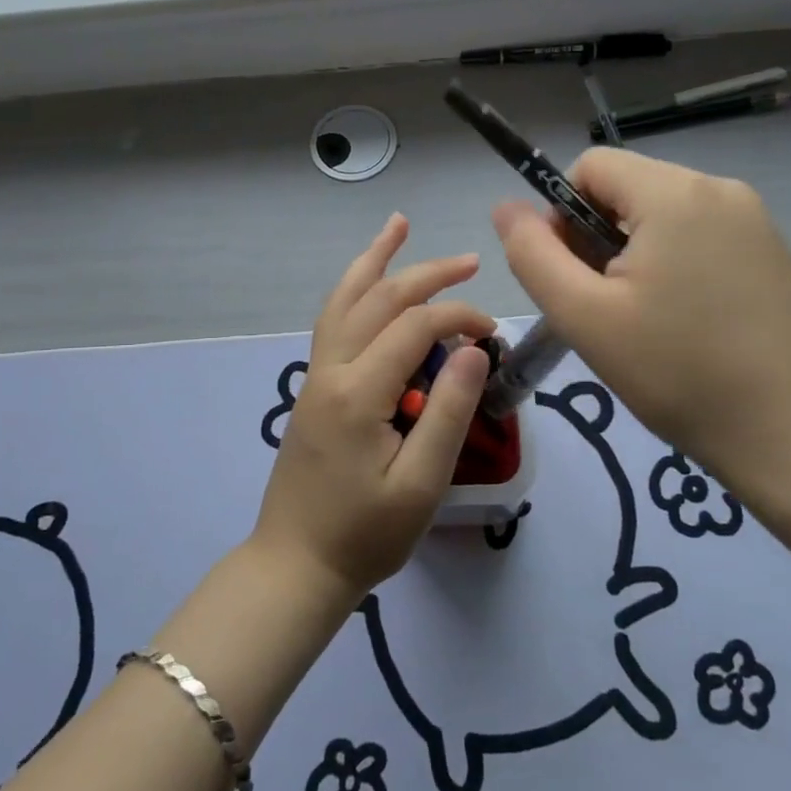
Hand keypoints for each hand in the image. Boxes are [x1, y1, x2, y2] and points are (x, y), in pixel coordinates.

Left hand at [253, 214, 493, 603]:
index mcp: (358, 392)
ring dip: (375, 261)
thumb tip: (476, 349)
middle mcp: (331, 370)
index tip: (493, 334)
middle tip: (469, 260)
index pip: (415, 328)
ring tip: (398, 226)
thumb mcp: (420, 484)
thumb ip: (450, 412)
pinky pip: (334, 321)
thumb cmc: (365, 534)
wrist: (297, 565)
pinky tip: (369, 282)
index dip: (459, 318)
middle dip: (426, 275)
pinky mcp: (314, 387)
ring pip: (345, 300)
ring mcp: (316, 376)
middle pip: (379, 300)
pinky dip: (354, 289)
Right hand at [493, 149, 790, 499]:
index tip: (572, 278)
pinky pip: (698, 236)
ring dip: (633, 255)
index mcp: (674, 193)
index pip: (590, 167)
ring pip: (661, 215)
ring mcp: (754, 219)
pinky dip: (673, 265)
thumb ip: (533, 255)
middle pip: (626, 189)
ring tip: (643, 321)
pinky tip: (683, 322)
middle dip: (597, 238)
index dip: (561, 215)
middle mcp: (719, 189)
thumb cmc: (679, 373)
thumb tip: (506, 208)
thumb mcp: (585, 317)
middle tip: (604, 309)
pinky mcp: (771, 252)